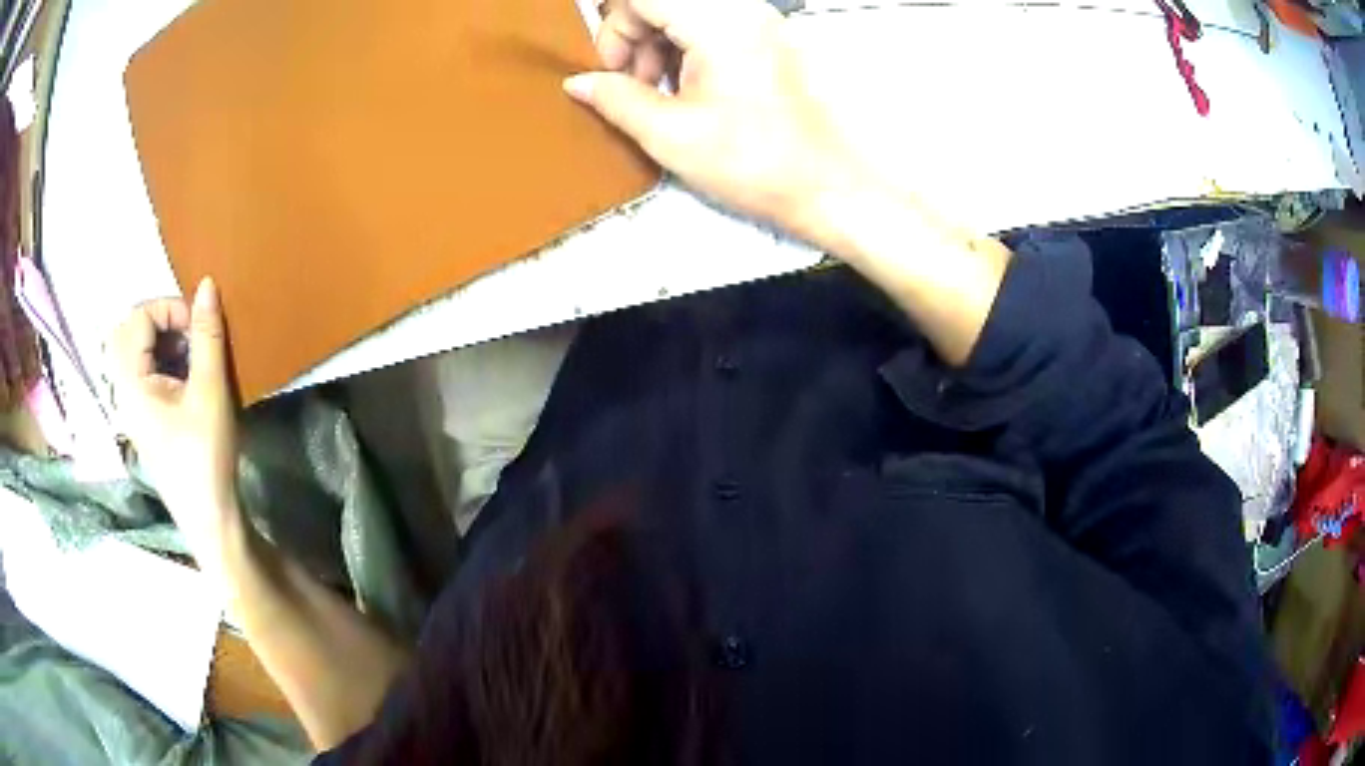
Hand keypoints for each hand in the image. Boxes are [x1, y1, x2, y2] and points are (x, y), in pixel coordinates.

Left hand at [107, 278, 242, 574]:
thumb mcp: (210, 392)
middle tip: (189, 335)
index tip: (198, 326)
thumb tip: (207, 284)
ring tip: (191, 358)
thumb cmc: (205, 456)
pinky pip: (141, 371)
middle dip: (160, 321)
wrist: (210, 518)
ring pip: (133, 350)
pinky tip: (186, 380)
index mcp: (131, 383)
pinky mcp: (142, 418)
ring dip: (161, 340)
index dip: (169, 308)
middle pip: (128, 330)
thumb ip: (206, 335)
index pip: (138, 317)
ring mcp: (130, 406)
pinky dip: (161, 361)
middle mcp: (123, 390)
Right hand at [563, 0, 865, 247]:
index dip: (613, 30)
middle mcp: (743, 10)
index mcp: (719, 22)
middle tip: (632, 86)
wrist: (829, 187)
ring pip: (684, 12)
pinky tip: (685, 89)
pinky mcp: (769, 39)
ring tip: (658, 94)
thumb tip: (578, 83)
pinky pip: (710, 26)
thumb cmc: (755, 163)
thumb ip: (616, 99)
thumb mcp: (671, 135)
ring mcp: (760, 22)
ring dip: (657, 44)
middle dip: (633, 37)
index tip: (611, 72)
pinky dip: (685, 49)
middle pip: (661, 1)